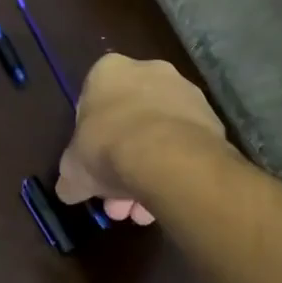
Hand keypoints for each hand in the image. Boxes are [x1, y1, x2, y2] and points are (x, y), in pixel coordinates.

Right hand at [56, 54, 226, 225]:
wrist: (167, 156)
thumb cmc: (108, 147)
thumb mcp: (73, 168)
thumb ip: (70, 176)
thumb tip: (69, 189)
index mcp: (108, 70)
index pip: (92, 101)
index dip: (90, 138)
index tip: (91, 165)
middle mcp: (149, 71)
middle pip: (129, 120)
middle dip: (121, 163)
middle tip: (117, 200)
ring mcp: (185, 93)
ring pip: (158, 136)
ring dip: (148, 172)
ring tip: (142, 212)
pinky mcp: (212, 118)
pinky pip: (184, 146)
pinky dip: (174, 170)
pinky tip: (165, 201)